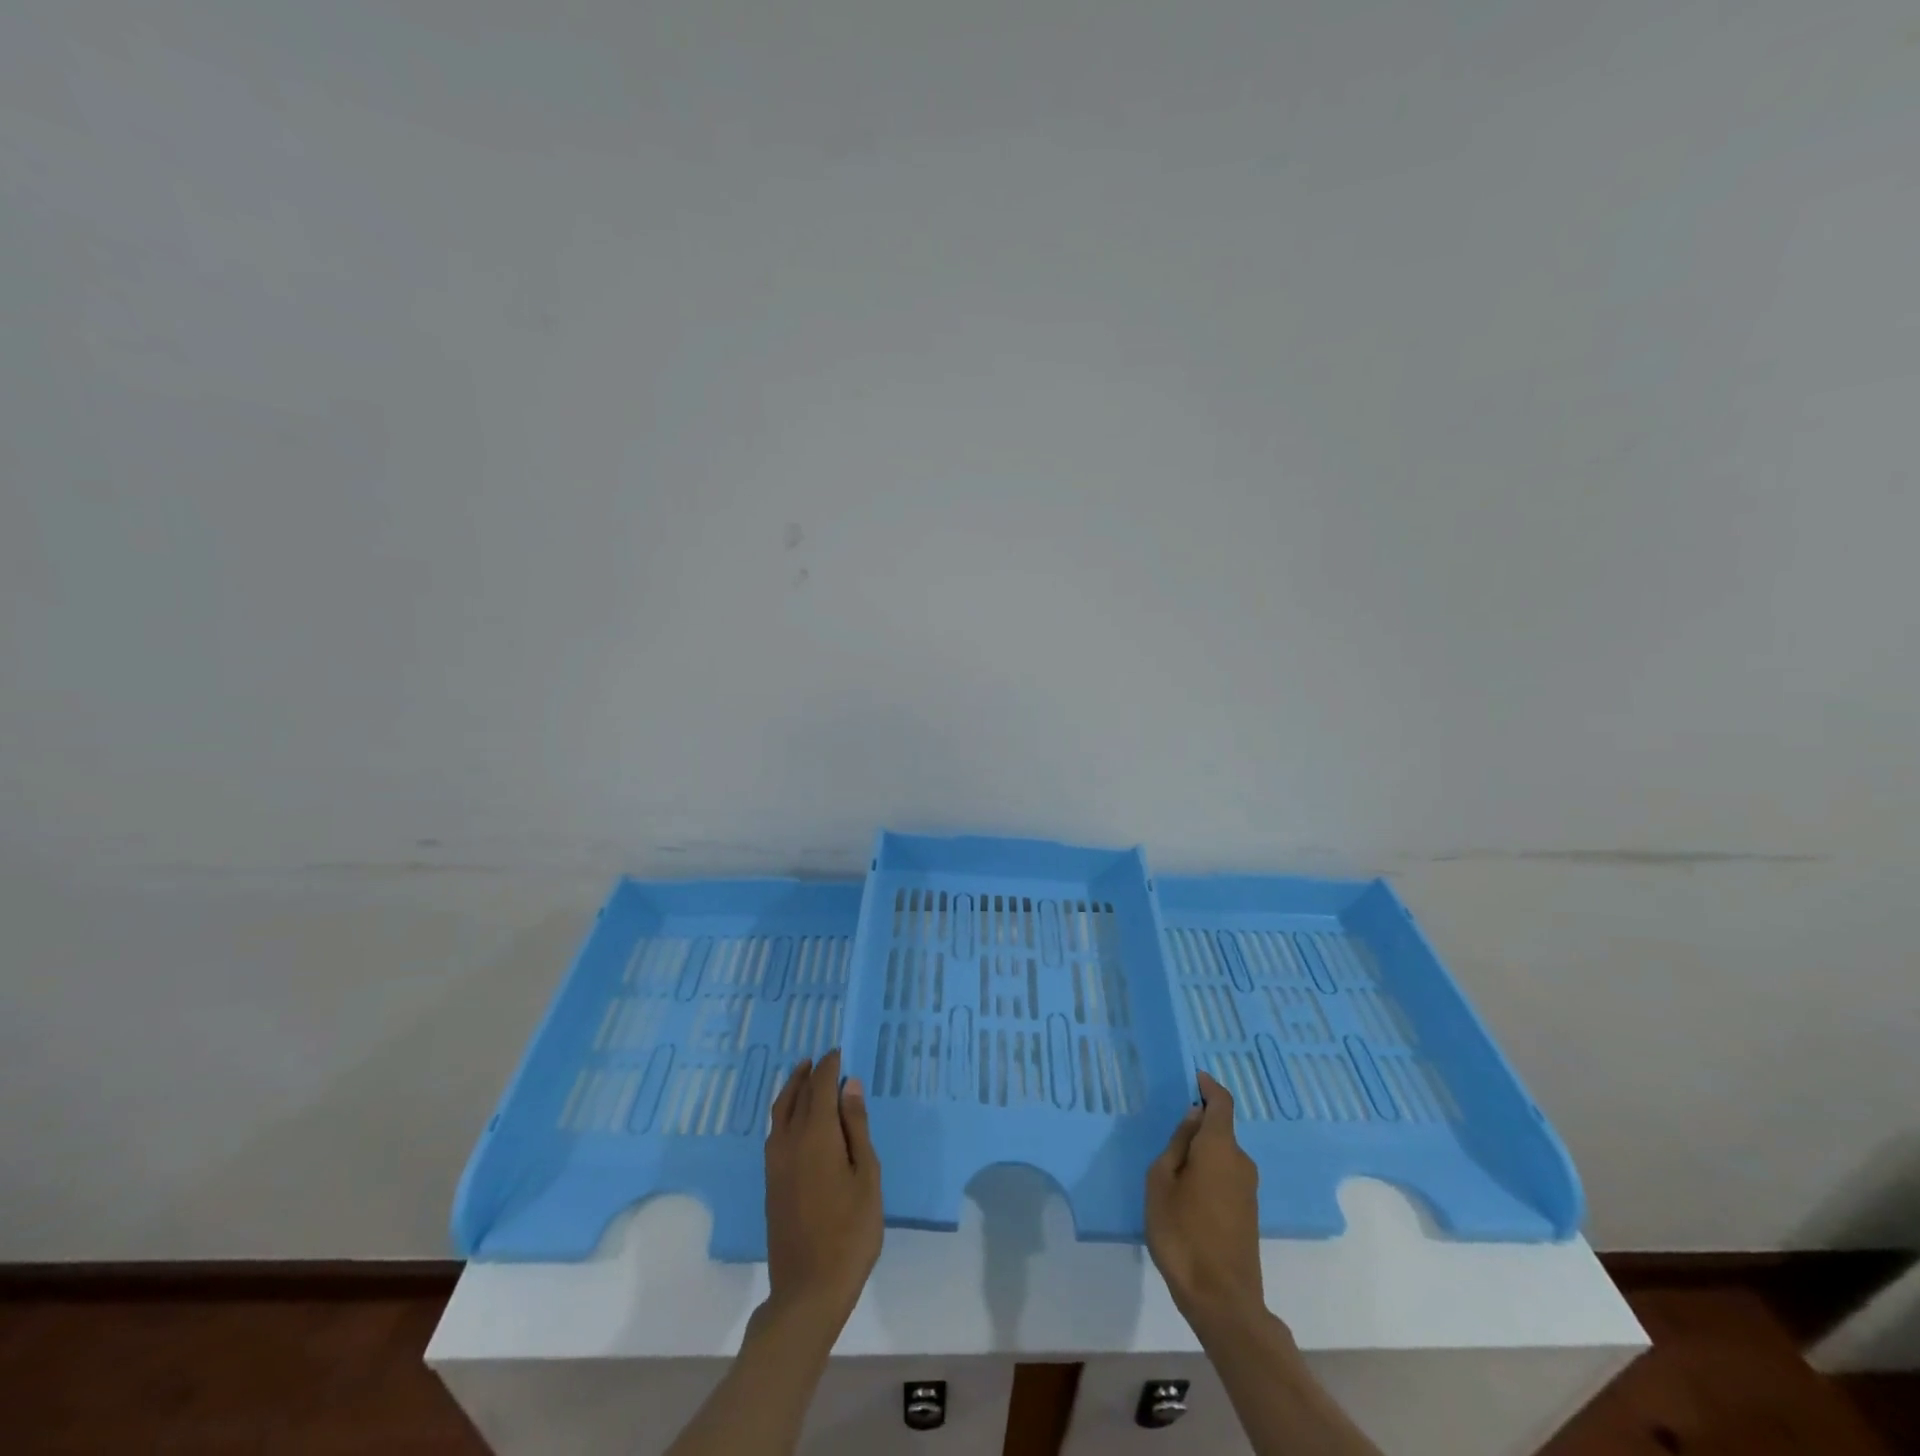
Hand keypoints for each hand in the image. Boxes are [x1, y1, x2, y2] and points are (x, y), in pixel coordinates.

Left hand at [763, 1050, 882, 1333]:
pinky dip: (785, 1112)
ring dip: (792, 1089)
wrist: (808, 1290)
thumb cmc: (850, 1231)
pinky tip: (796, 1119)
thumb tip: (849, 1086)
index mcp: (816, 1135)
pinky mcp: (771, 1182)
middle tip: (822, 1059)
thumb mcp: (866, 1176)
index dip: (829, 1067)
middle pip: (796, 1095)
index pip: (820, 1087)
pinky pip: (775, 1131)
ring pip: (780, 1112)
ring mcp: (775, 1163)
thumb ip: (857, 1128)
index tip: (838, 1052)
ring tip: (805, 1077)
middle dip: (809, 1073)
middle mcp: (789, 1141)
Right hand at [1145, 1070, 1264, 1329]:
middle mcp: (1240, 1162)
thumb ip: (1178, 1144)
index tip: (1193, 1077)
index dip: (1209, 1086)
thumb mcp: (1162, 1181)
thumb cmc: (1182, 1233)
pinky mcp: (1247, 1213)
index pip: (1221, 1103)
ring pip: (1222, 1155)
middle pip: (1220, 1130)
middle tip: (1166, 1134)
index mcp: (1219, 1147)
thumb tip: (1194, 1118)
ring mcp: (1247, 1190)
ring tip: (1170, 1168)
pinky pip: (1226, 1176)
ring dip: (1201, 1152)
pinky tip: (1186, 1193)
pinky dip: (1207, 1172)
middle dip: (1197, 1125)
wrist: (1222, 1300)